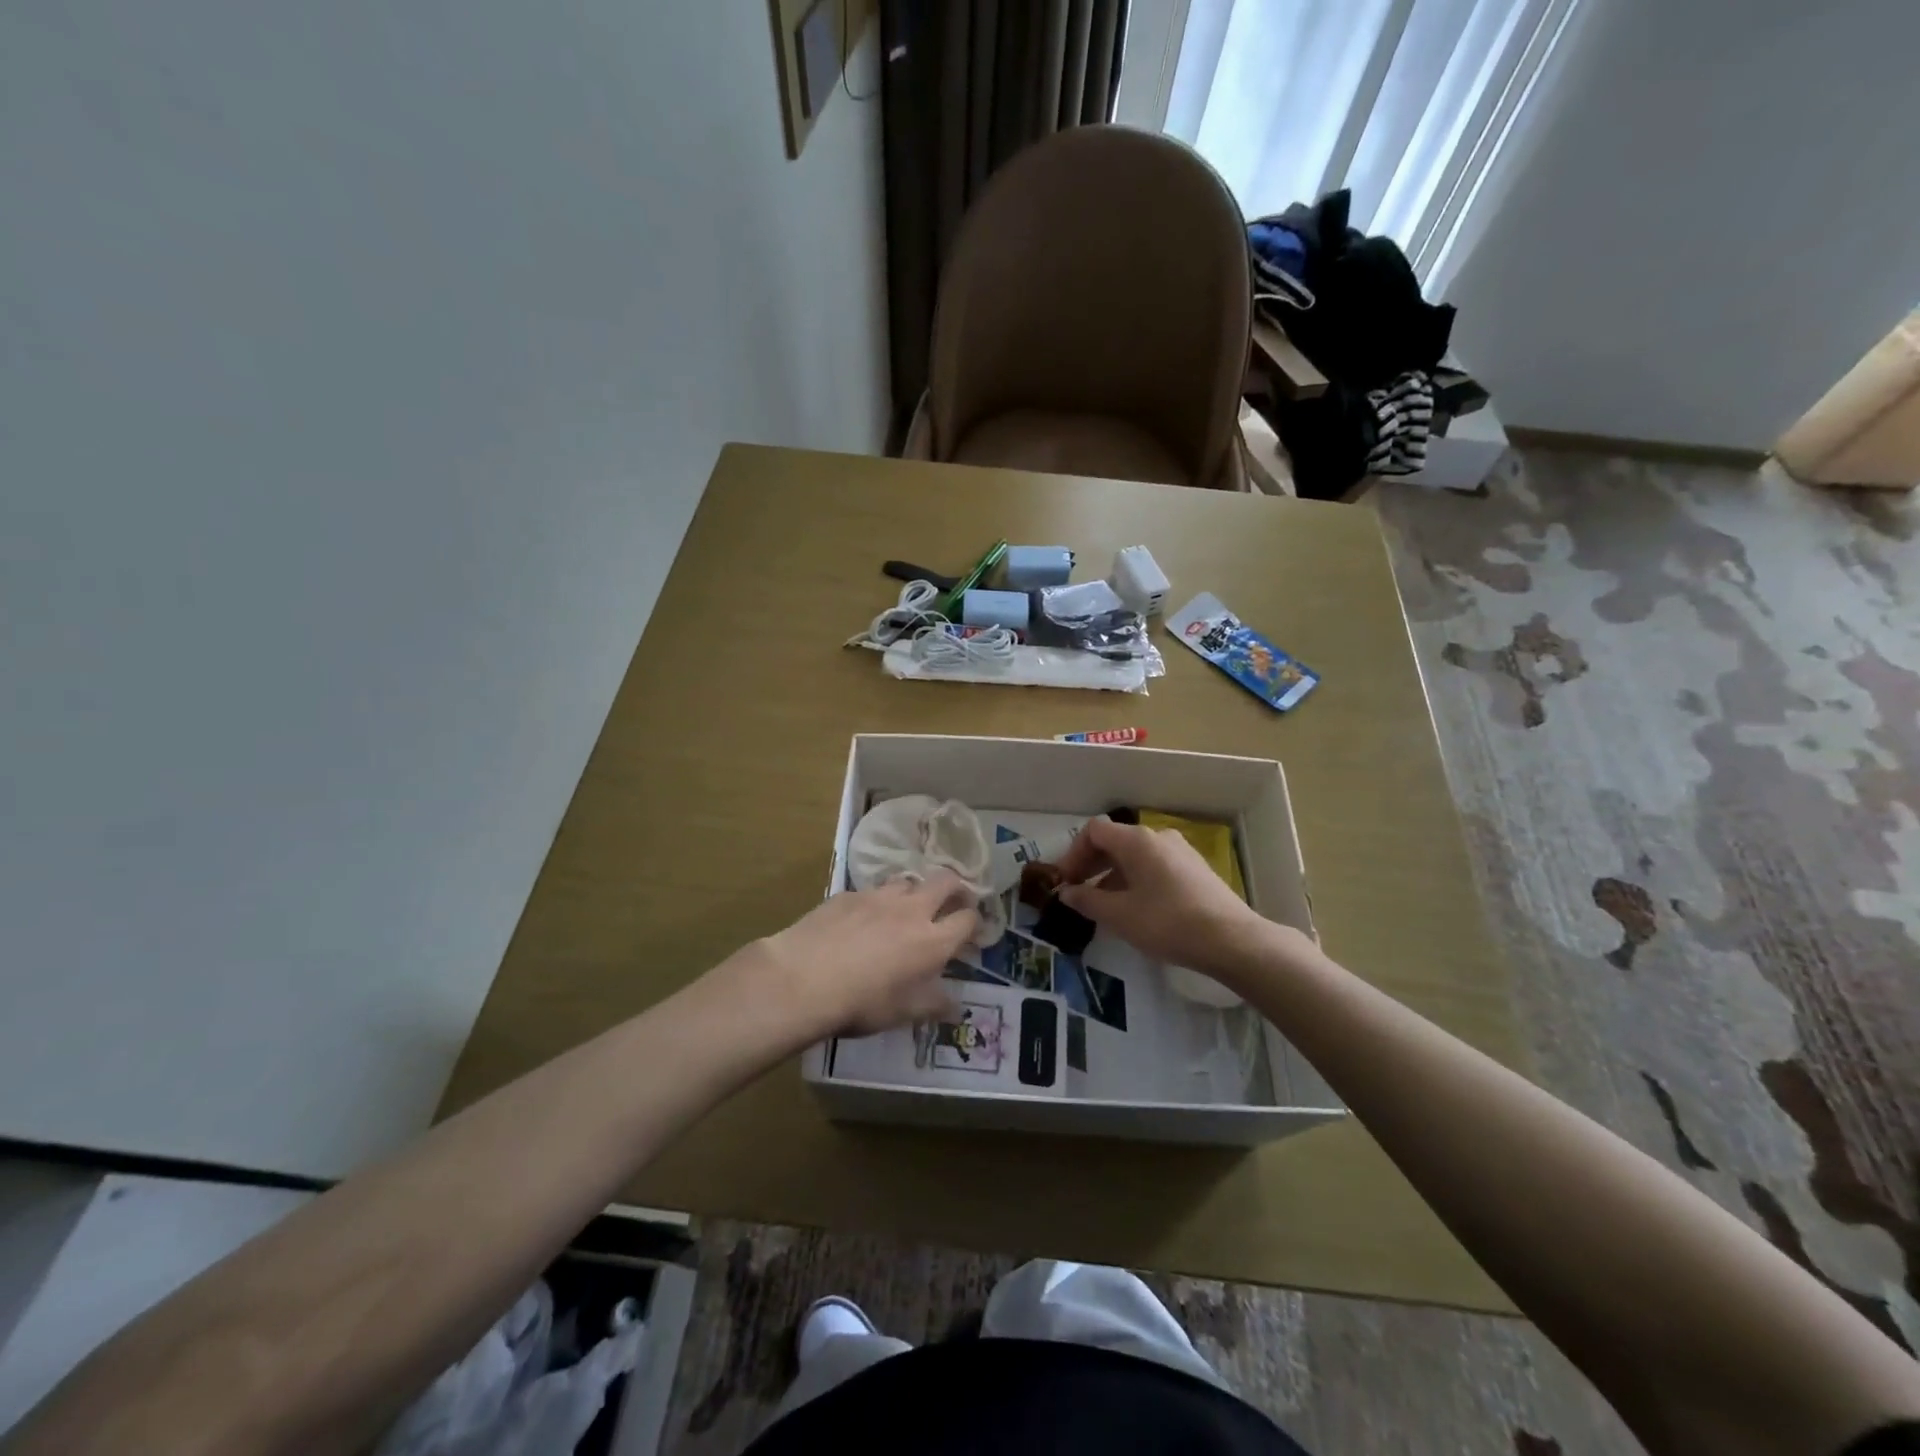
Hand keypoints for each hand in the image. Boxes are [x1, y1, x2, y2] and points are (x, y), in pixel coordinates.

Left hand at [755, 871, 980, 1037]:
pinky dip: (876, 902)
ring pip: (907, 881)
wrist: (803, 979)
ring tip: (905, 909)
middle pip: (946, 882)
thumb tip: (955, 1006)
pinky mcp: (848, 894)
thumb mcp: (902, 1013)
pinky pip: (871, 891)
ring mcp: (878, 896)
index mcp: (932, 941)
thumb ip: (933, 1005)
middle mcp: (911, 910)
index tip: (972, 931)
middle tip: (951, 904)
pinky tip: (861, 919)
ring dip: (914, 892)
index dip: (974, 923)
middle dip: (955, 889)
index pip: (967, 919)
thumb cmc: (861, 1003)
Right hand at [1054, 816, 1271, 980]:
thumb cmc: (1168, 922)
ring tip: (1104, 907)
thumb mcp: (1119, 915)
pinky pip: (1154, 866)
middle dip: (1091, 865)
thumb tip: (1067, 893)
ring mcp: (1180, 852)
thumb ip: (1087, 901)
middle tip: (1078, 893)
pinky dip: (1136, 880)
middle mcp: (1158, 837)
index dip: (1074, 853)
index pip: (1094, 831)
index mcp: (1137, 840)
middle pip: (1115, 841)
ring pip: (1135, 856)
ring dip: (1112, 875)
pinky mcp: (1195, 870)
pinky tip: (1136, 909)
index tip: (1066, 882)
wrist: (1231, 940)